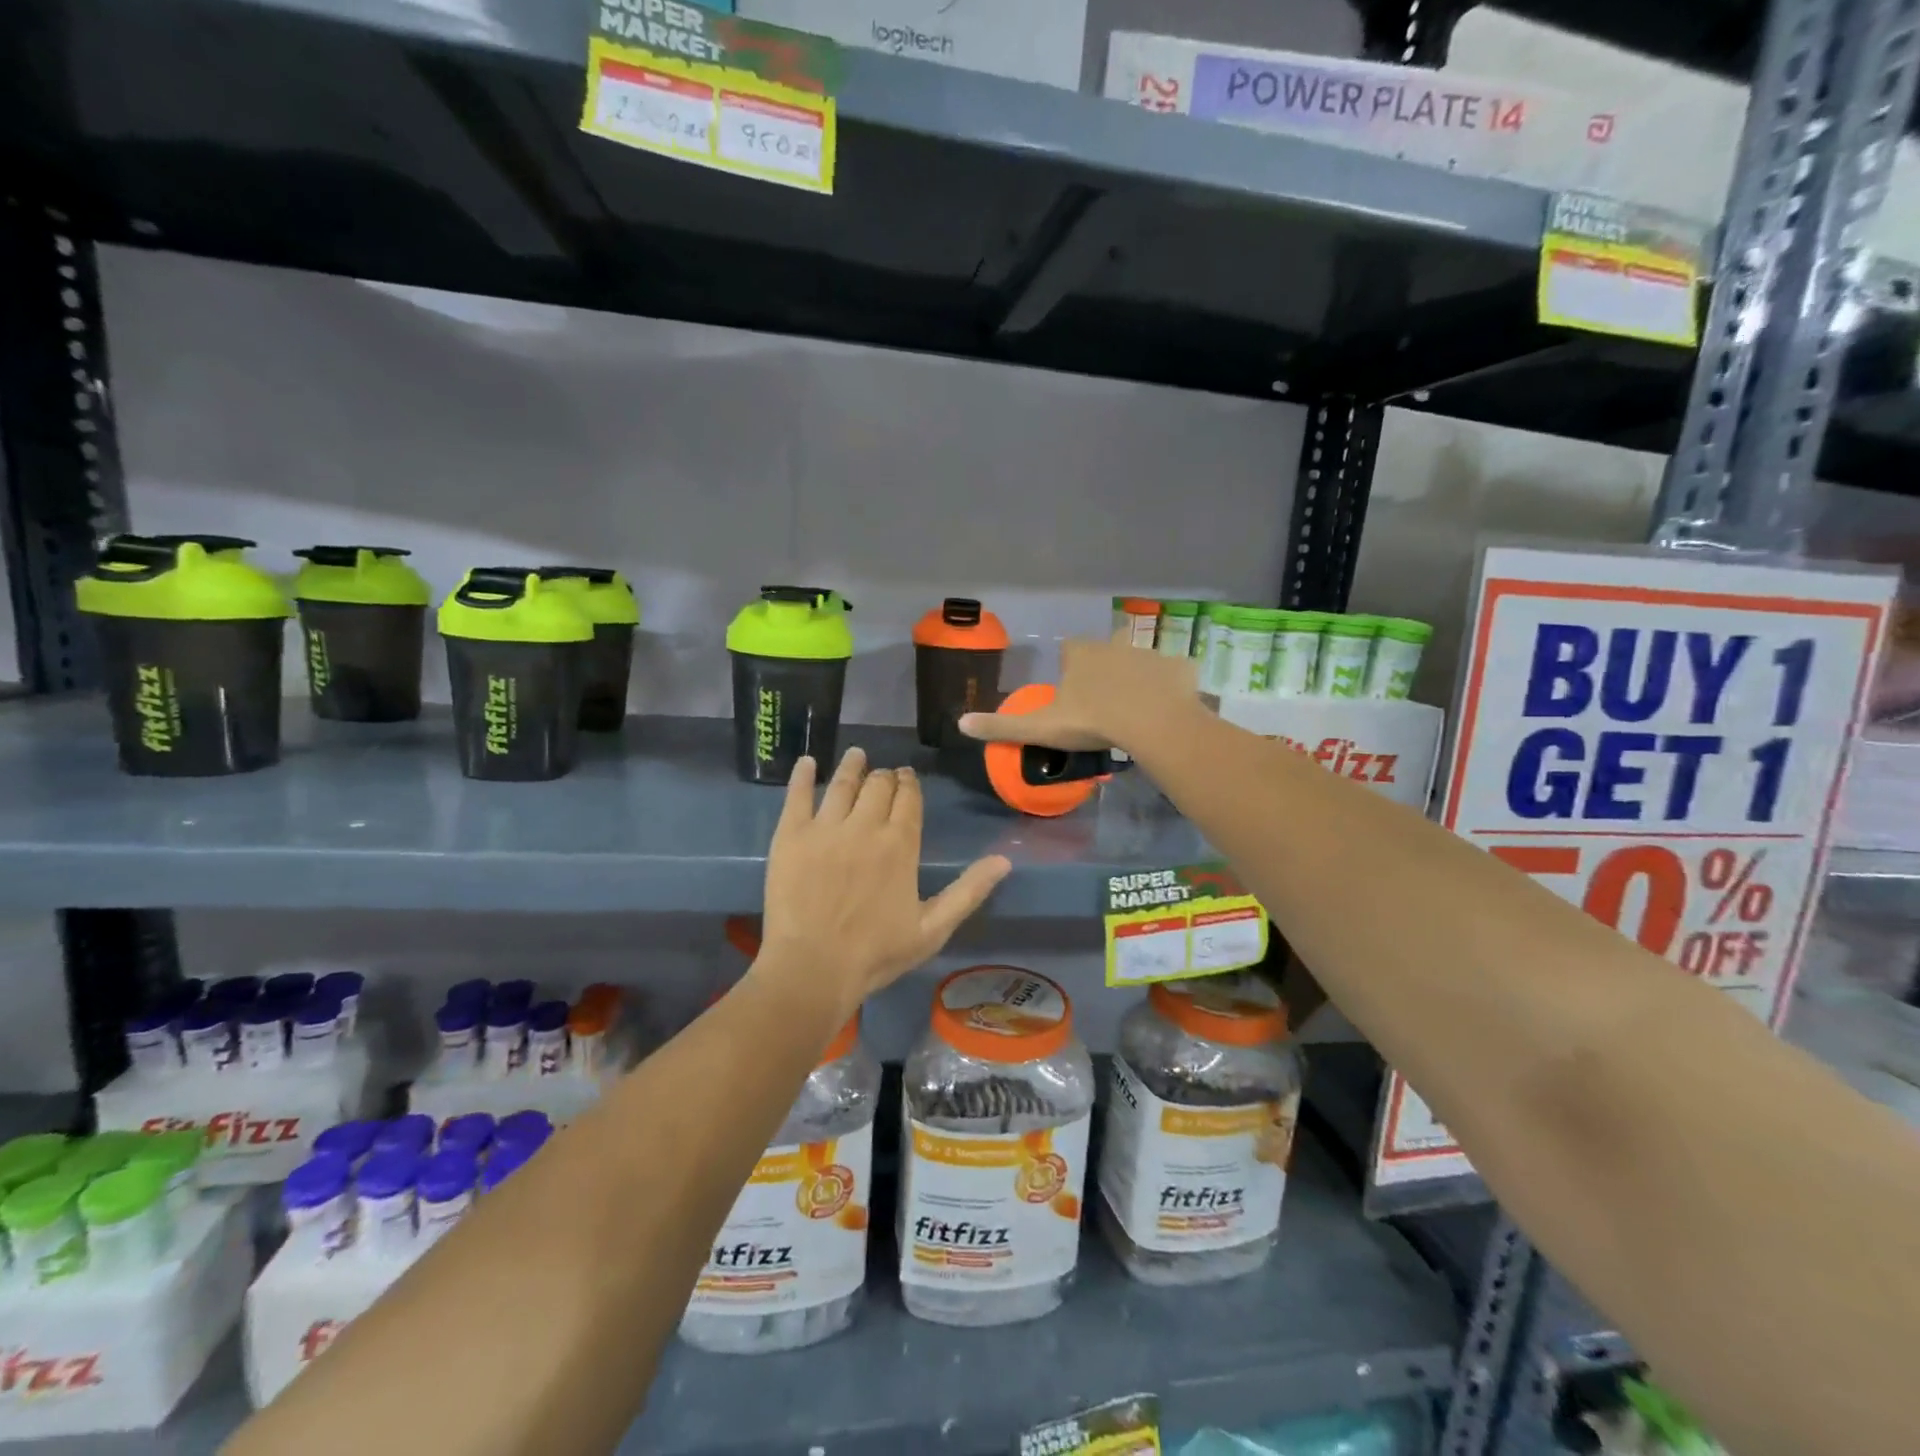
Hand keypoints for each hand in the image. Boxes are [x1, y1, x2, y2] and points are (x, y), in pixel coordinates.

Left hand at [760, 749, 1010, 1016]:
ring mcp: (825, 828)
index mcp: (900, 844)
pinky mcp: (791, 836)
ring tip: (856, 755)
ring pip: (843, 783)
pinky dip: (803, 775)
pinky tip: (807, 763)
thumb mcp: (933, 929)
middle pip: (878, 786)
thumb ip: (968, 891)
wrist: (813, 968)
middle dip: (884, 776)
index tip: (907, 777)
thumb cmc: (876, 953)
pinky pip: (798, 795)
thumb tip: (1004, 860)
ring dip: (852, 766)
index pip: (908, 799)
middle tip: (883, 775)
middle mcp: (865, 826)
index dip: (909, 784)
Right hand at [957, 637, 1201, 753]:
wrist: (1152, 724)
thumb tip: (960, 724)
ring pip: (1141, 662)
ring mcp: (1150, 654)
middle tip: (1105, 701)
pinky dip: (1172, 687)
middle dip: (1105, 669)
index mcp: (1082, 654)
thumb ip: (1002, 725)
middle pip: (1106, 651)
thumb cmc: (1093, 721)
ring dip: (1138, 678)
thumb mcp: (1041, 728)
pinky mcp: (1181, 668)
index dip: (1070, 666)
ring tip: (1138, 710)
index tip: (1071, 690)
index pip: (1070, 650)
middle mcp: (1115, 645)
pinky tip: (1169, 709)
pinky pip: (1174, 674)